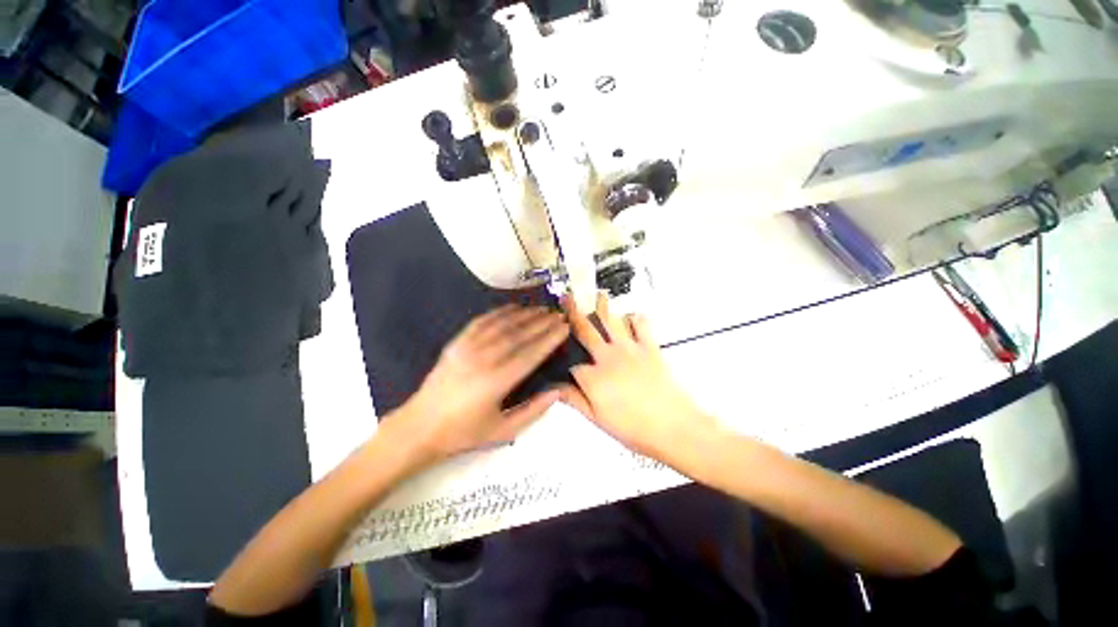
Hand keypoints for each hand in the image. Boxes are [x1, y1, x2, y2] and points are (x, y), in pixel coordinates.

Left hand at [388, 305, 572, 462]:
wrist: (419, 427)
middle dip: (542, 323)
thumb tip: (557, 390)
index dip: (550, 339)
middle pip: (519, 335)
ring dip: (525, 314)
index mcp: (496, 382)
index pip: (531, 354)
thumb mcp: (503, 431)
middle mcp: (483, 359)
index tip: (565, 327)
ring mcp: (467, 348)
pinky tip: (513, 308)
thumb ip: (533, 410)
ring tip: (542, 309)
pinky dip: (499, 312)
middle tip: (558, 314)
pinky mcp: (456, 343)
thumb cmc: (463, 433)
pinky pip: (481, 322)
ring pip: (501, 325)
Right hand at [562, 292, 716, 466]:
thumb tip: (554, 388)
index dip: (565, 358)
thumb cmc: (634, 429)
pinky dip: (636, 317)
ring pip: (611, 321)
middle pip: (586, 330)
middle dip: (574, 312)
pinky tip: (632, 316)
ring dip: (603, 306)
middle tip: (568, 297)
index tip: (560, 351)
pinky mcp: (649, 347)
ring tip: (598, 294)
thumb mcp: (598, 420)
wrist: (675, 427)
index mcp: (593, 377)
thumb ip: (575, 400)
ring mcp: (629, 349)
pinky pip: (641, 325)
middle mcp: (607, 356)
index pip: (572, 362)